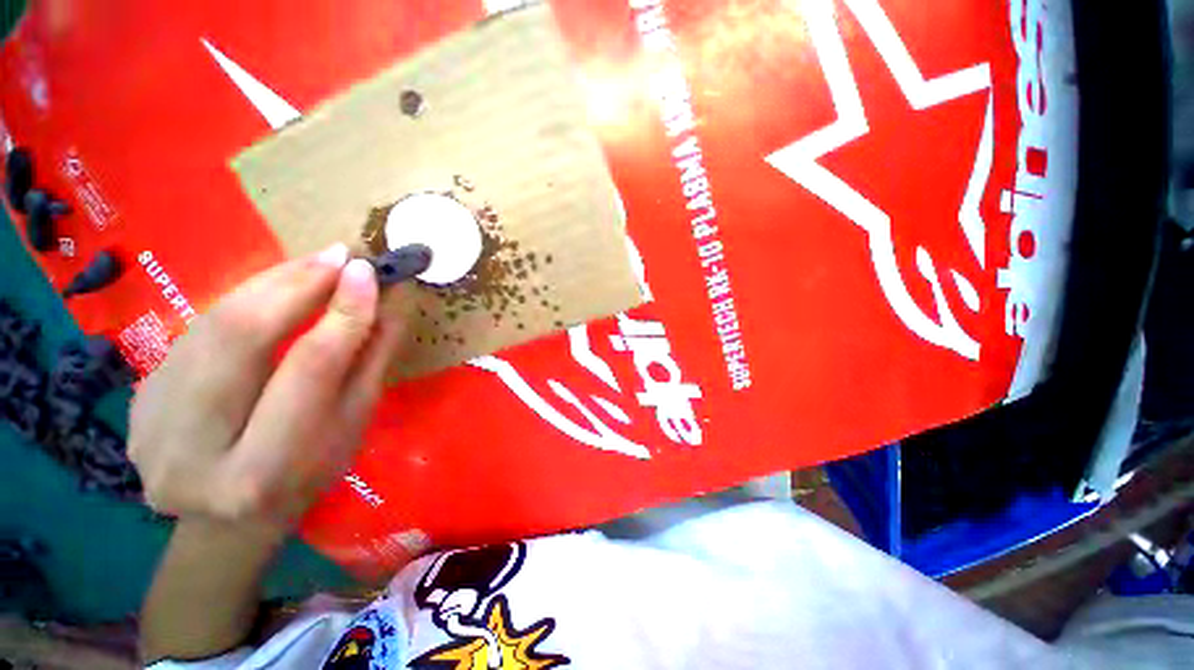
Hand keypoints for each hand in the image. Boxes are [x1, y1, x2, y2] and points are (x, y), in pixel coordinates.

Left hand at [129, 244, 402, 527]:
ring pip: (210, 327)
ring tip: (312, 264)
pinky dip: (239, 303)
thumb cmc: (310, 473)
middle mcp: (190, 452)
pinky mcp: (137, 403)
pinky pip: (194, 334)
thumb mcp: (353, 423)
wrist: (228, 520)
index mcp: (261, 471)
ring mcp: (148, 425)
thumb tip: (390, 301)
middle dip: (295, 285)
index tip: (370, 272)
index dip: (343, 315)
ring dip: (268, 285)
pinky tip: (273, 292)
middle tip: (338, 255)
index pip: (308, 371)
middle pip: (240, 340)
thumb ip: (371, 361)